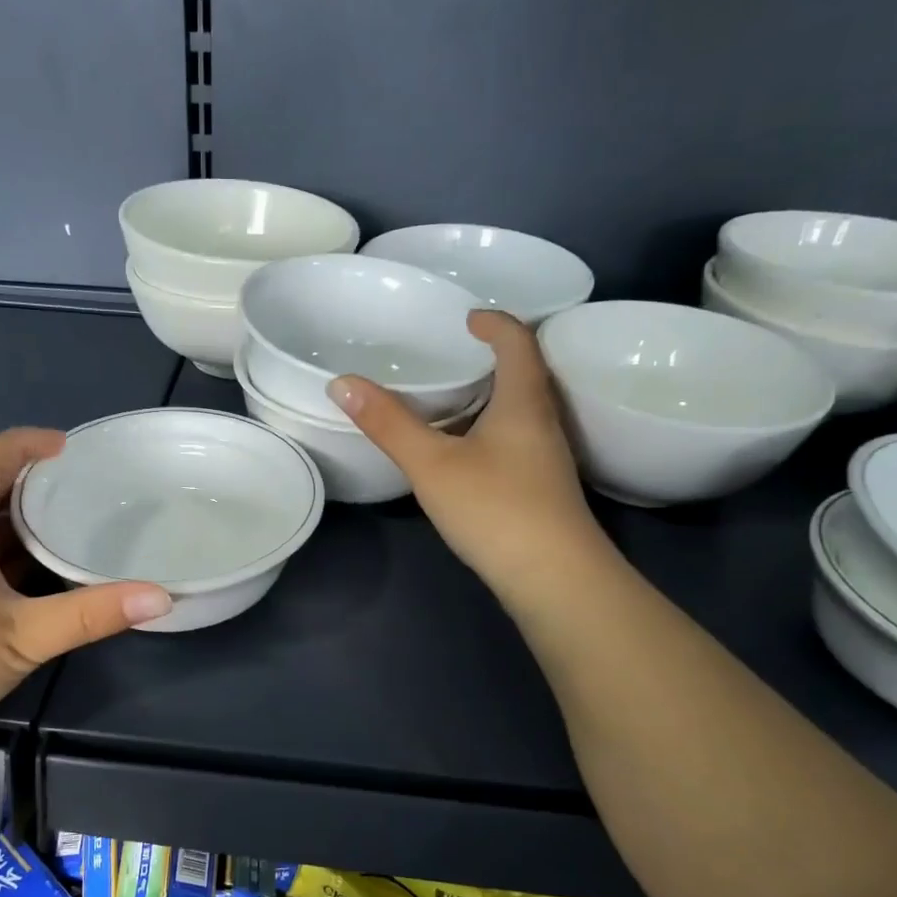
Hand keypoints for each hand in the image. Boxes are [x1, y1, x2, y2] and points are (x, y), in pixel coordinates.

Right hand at [330, 310, 607, 606]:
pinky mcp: (542, 489)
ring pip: (520, 411)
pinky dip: (489, 431)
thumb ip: (388, 424)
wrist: (554, 577)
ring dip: (490, 398)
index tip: (467, 318)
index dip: (495, 322)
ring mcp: (547, 458)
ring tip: (449, 400)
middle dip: (491, 358)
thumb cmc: (496, 508)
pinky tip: (464, 453)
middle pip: (524, 373)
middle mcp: (543, 421)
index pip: (518, 341)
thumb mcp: (432, 464)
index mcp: (523, 401)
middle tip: (450, 356)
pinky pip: (515, 441)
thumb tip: (342, 383)